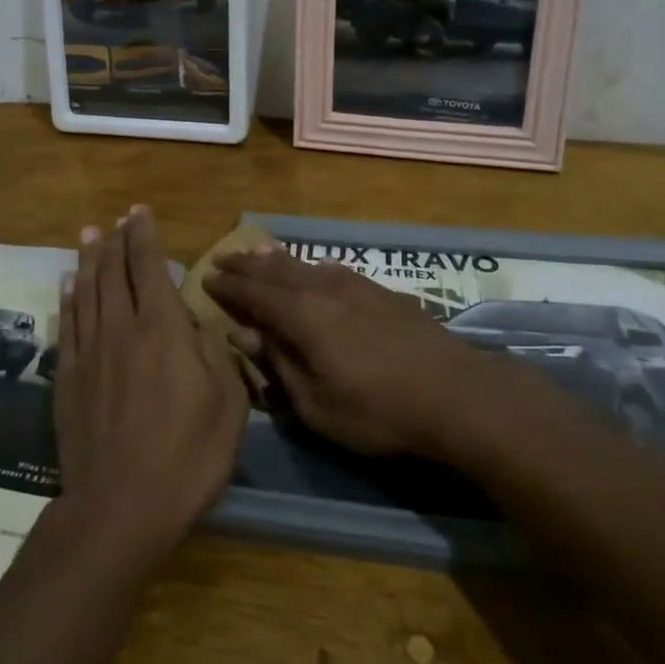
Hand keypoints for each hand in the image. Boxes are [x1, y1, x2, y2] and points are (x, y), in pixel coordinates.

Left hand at [54, 207, 247, 570]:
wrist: (120, 507)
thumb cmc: (187, 456)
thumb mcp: (228, 405)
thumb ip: (215, 354)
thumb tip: (197, 324)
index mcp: (161, 329)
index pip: (148, 267)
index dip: (143, 235)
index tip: (139, 212)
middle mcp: (121, 328)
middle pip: (113, 272)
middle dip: (115, 240)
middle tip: (116, 218)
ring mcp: (89, 352)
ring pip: (86, 291)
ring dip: (88, 259)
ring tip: (88, 233)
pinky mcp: (68, 378)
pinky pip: (67, 324)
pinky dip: (68, 298)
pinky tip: (67, 283)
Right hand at [204, 245, 486, 456]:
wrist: (456, 394)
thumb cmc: (379, 411)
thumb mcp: (317, 405)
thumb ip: (279, 365)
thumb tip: (245, 334)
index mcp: (304, 316)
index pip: (256, 294)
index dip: (230, 287)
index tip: (207, 277)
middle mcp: (325, 290)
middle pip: (278, 271)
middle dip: (248, 265)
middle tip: (224, 257)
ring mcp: (357, 287)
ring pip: (306, 265)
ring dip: (277, 260)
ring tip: (258, 253)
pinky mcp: (382, 292)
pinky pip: (333, 270)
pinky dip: (311, 266)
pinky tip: (313, 269)